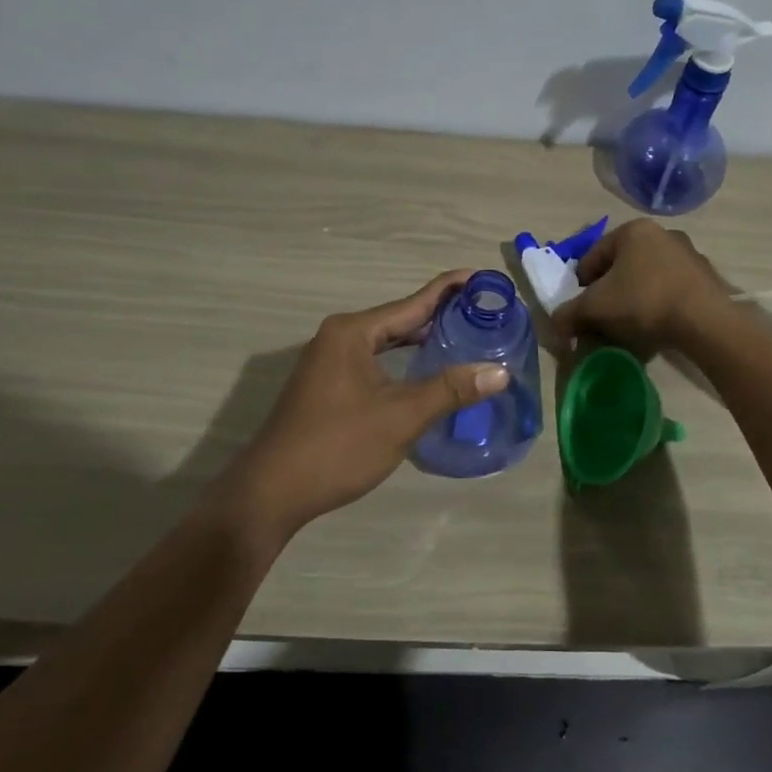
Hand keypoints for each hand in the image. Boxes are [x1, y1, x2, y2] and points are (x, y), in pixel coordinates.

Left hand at [217, 271, 509, 540]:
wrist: (272, 492)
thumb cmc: (338, 447)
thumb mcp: (400, 417)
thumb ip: (450, 390)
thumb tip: (500, 371)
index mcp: (353, 332)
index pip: (413, 302)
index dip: (451, 289)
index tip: (485, 278)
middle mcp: (339, 337)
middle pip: (399, 318)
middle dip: (441, 314)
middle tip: (485, 312)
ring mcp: (329, 361)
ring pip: (386, 341)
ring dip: (421, 339)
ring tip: (464, 336)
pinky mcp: (327, 384)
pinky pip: (374, 359)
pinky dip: (402, 360)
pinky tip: (424, 370)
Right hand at [547, 220, 735, 354]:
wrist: (704, 321)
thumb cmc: (643, 302)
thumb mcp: (595, 308)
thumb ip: (568, 314)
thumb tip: (555, 325)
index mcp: (632, 230)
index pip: (592, 256)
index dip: (580, 285)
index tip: (579, 309)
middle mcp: (662, 233)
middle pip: (621, 266)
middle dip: (608, 292)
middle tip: (602, 318)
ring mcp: (688, 254)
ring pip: (646, 277)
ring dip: (633, 298)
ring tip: (628, 327)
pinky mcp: (706, 277)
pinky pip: (670, 289)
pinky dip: (658, 304)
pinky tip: (656, 326)